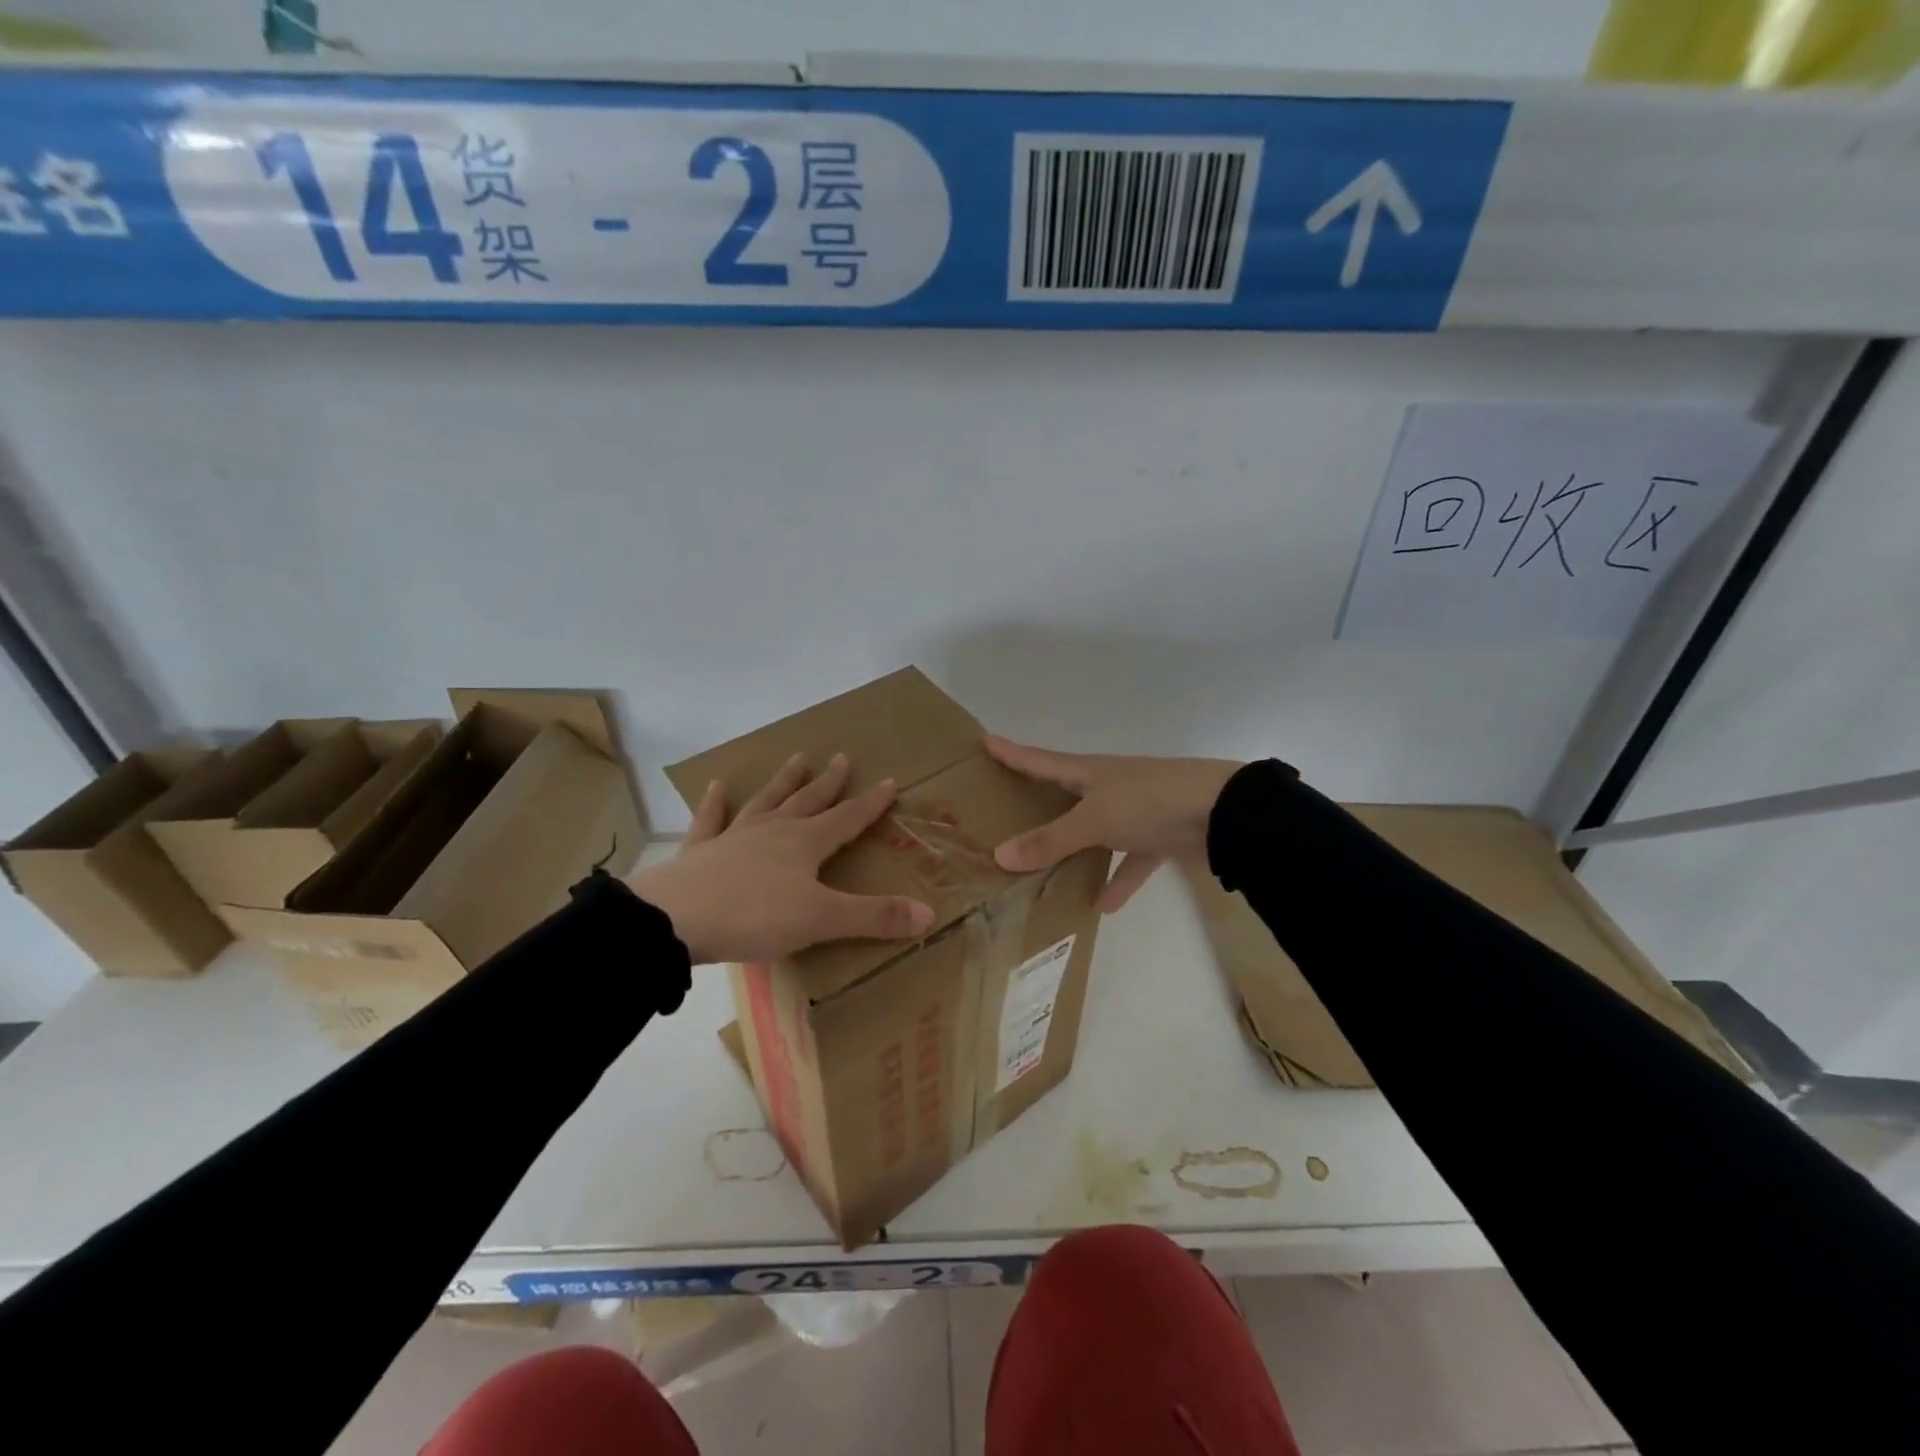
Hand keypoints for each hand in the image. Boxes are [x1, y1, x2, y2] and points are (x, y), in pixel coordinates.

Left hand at [629, 752, 935, 964]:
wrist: (677, 919)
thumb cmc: (756, 917)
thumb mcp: (822, 920)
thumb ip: (874, 917)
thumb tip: (929, 913)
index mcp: (805, 844)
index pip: (847, 818)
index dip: (870, 803)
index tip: (889, 782)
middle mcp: (774, 831)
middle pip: (808, 801)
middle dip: (829, 782)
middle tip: (842, 757)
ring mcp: (735, 836)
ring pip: (766, 801)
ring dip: (784, 781)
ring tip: (797, 758)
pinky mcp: (700, 851)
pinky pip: (710, 820)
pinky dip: (714, 803)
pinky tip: (717, 785)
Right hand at [985, 736, 1242, 911]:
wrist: (1222, 812)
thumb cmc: (1147, 802)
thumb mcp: (1093, 822)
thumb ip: (1050, 841)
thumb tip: (999, 856)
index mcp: (1089, 772)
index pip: (1040, 760)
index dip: (1012, 752)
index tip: (986, 741)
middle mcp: (1109, 786)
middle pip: (1066, 793)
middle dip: (1039, 800)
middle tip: (1007, 808)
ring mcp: (1136, 810)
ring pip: (1097, 829)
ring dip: (1077, 848)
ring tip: (1047, 870)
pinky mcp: (1160, 835)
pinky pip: (1131, 860)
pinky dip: (1119, 879)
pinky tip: (1104, 907)